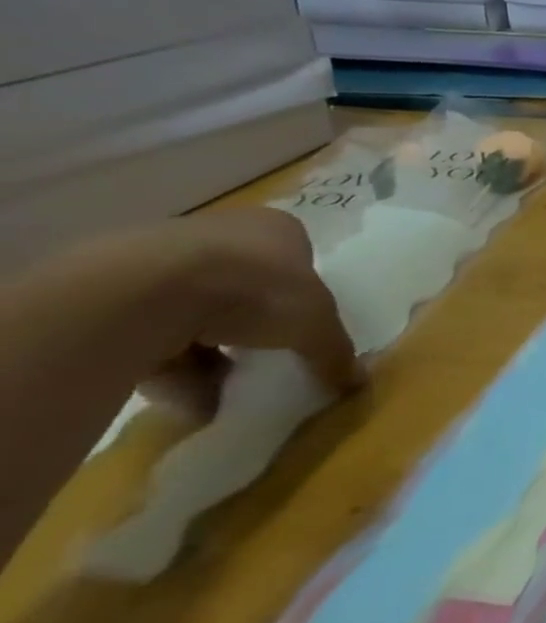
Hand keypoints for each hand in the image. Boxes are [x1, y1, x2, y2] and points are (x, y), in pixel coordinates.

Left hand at [133, 209, 361, 418]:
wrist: (146, 293)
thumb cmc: (256, 290)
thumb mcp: (316, 326)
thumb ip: (335, 352)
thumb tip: (356, 382)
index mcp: (276, 229)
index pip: (297, 261)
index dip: (302, 296)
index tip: (302, 328)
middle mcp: (221, 234)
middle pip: (246, 287)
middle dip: (253, 327)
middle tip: (264, 359)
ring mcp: (162, 259)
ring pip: (197, 313)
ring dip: (211, 353)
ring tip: (222, 388)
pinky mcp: (113, 291)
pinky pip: (152, 333)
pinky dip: (171, 365)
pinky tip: (184, 393)